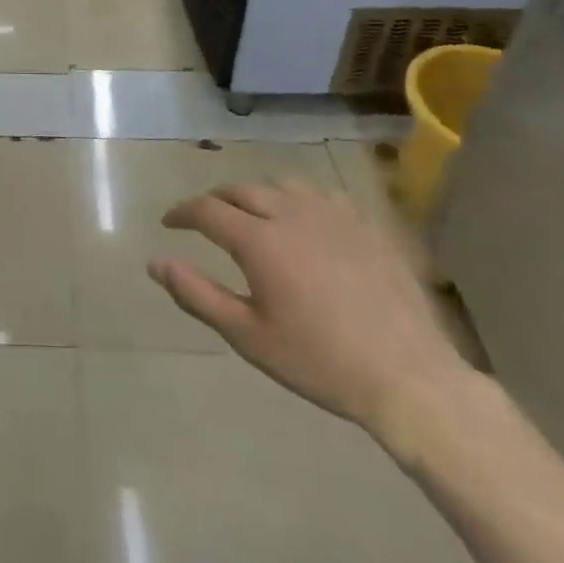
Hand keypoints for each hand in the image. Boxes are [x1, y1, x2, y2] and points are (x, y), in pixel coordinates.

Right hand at [149, 179, 470, 440]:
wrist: (408, 376)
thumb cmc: (319, 361)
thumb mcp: (248, 336)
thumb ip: (196, 294)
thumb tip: (155, 263)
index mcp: (258, 240)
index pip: (206, 209)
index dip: (182, 212)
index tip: (169, 223)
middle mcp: (290, 212)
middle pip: (240, 190)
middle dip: (215, 201)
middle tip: (205, 221)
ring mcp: (332, 213)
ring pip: (280, 185)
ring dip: (257, 195)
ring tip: (252, 217)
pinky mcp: (365, 223)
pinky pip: (320, 195)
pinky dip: (298, 202)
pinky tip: (304, 223)